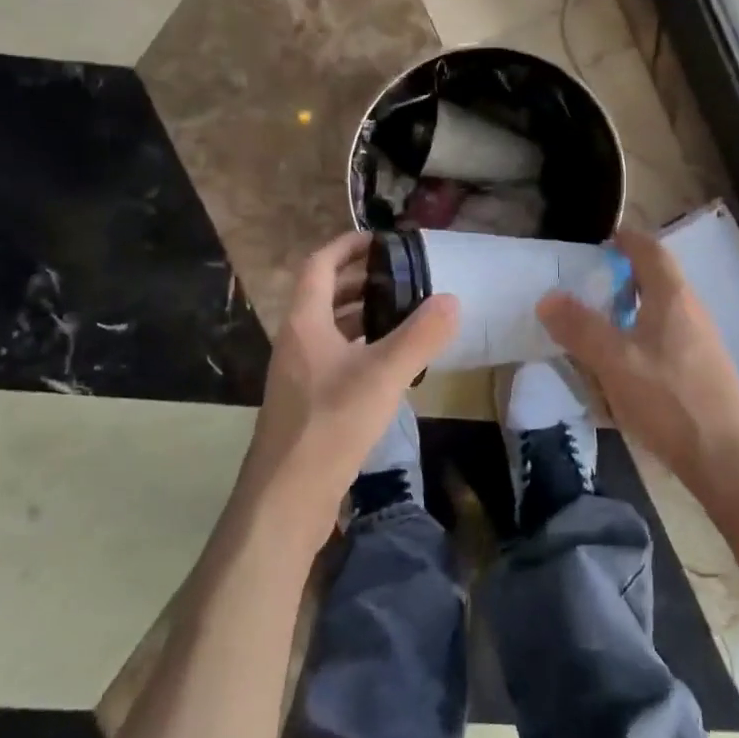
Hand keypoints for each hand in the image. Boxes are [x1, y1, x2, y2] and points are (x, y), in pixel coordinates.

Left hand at [237, 232, 458, 554]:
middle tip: (402, 275)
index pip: (320, 265)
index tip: (382, 240)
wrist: (286, 497)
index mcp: (304, 323)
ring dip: (361, 314)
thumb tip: (451, 299)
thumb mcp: (383, 375)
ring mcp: (299, 374)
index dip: (347, 246)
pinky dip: (361, 347)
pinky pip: (335, 358)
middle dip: (360, 278)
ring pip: (330, 329)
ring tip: (402, 311)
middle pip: (324, 294)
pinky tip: (390, 363)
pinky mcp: (308, 403)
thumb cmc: (330, 425)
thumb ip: (420, 336)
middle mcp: (296, 342)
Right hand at [537, 227, 738, 511]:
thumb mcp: (614, 361)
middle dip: (624, 276)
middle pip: (658, 280)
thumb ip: (580, 328)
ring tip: (599, 325)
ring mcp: (702, 343)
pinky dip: (641, 337)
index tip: (602, 238)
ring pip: (662, 312)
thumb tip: (548, 298)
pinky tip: (623, 366)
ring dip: (631, 309)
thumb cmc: (669, 400)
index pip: (650, 251)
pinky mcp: (703, 372)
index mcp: (673, 298)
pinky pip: (666, 339)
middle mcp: (692, 312)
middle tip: (589, 284)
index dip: (627, 240)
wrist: (726, 458)